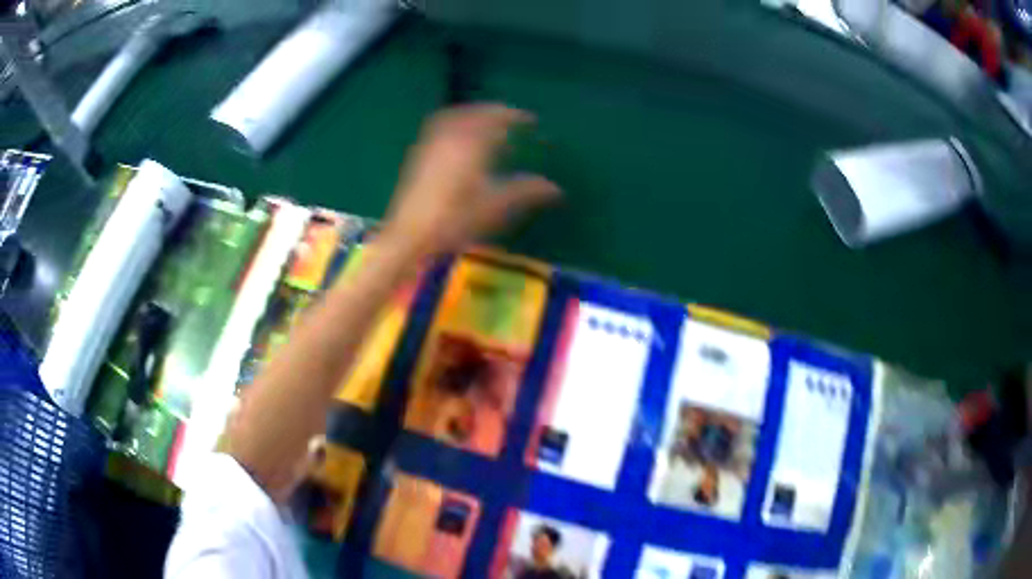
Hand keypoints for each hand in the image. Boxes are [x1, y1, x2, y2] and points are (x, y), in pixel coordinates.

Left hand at [380, 104, 560, 258]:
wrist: (409, 236)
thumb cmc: (454, 221)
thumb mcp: (496, 207)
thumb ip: (526, 192)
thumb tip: (556, 188)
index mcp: (472, 143)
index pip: (497, 118)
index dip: (515, 116)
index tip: (530, 119)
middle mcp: (450, 136)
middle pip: (474, 112)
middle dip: (494, 111)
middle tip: (511, 118)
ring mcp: (431, 144)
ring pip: (455, 117)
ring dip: (473, 114)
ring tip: (486, 124)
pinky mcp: (418, 155)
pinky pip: (440, 127)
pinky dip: (456, 123)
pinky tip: (459, 140)